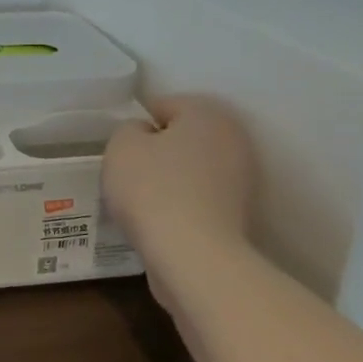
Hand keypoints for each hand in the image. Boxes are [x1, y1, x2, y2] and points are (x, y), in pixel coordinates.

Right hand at [104, 96, 255, 259]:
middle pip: (182, 137)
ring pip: (191, 169)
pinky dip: (181, 205)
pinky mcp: (238, 216)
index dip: (137, 125)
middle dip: (157, 151)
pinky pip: (198, 199)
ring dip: (170, 179)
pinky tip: (160, 221)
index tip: (122, 150)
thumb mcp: (121, 146)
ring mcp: (241, 180)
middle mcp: (233, 139)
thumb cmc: (153, 189)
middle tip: (129, 173)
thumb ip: (129, 129)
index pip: (164, 105)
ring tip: (142, 201)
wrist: (193, 257)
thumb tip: (145, 136)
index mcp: (207, 113)